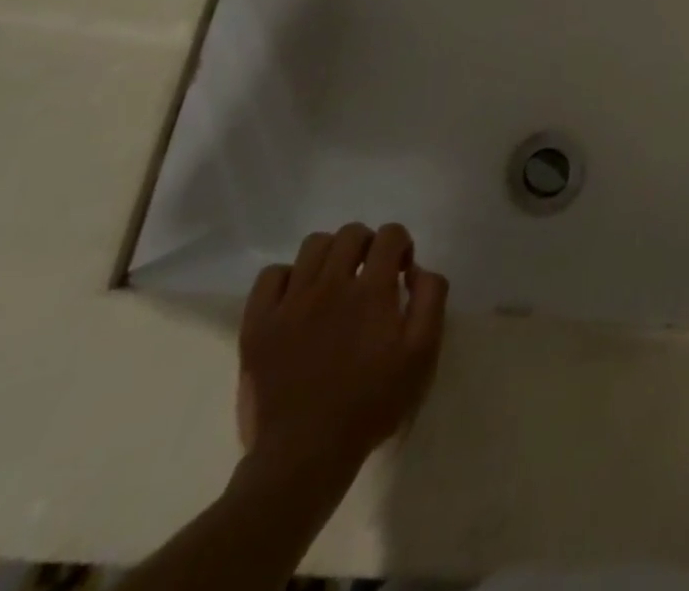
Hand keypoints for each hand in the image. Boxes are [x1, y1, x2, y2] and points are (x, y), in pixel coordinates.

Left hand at [236, 223, 447, 481]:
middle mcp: (330, 285)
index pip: (391, 234)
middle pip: (351, 233)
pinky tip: (298, 300)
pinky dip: (287, 278)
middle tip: (370, 275)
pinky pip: (270, 276)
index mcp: (372, 290)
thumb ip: (430, 298)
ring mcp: (290, 303)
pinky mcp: (258, 325)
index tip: (401, 273)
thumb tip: (417, 269)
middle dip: (368, 245)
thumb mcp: (422, 354)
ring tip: (334, 284)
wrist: (304, 457)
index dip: (401, 245)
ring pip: (313, 245)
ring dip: (331, 255)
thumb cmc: (371, 404)